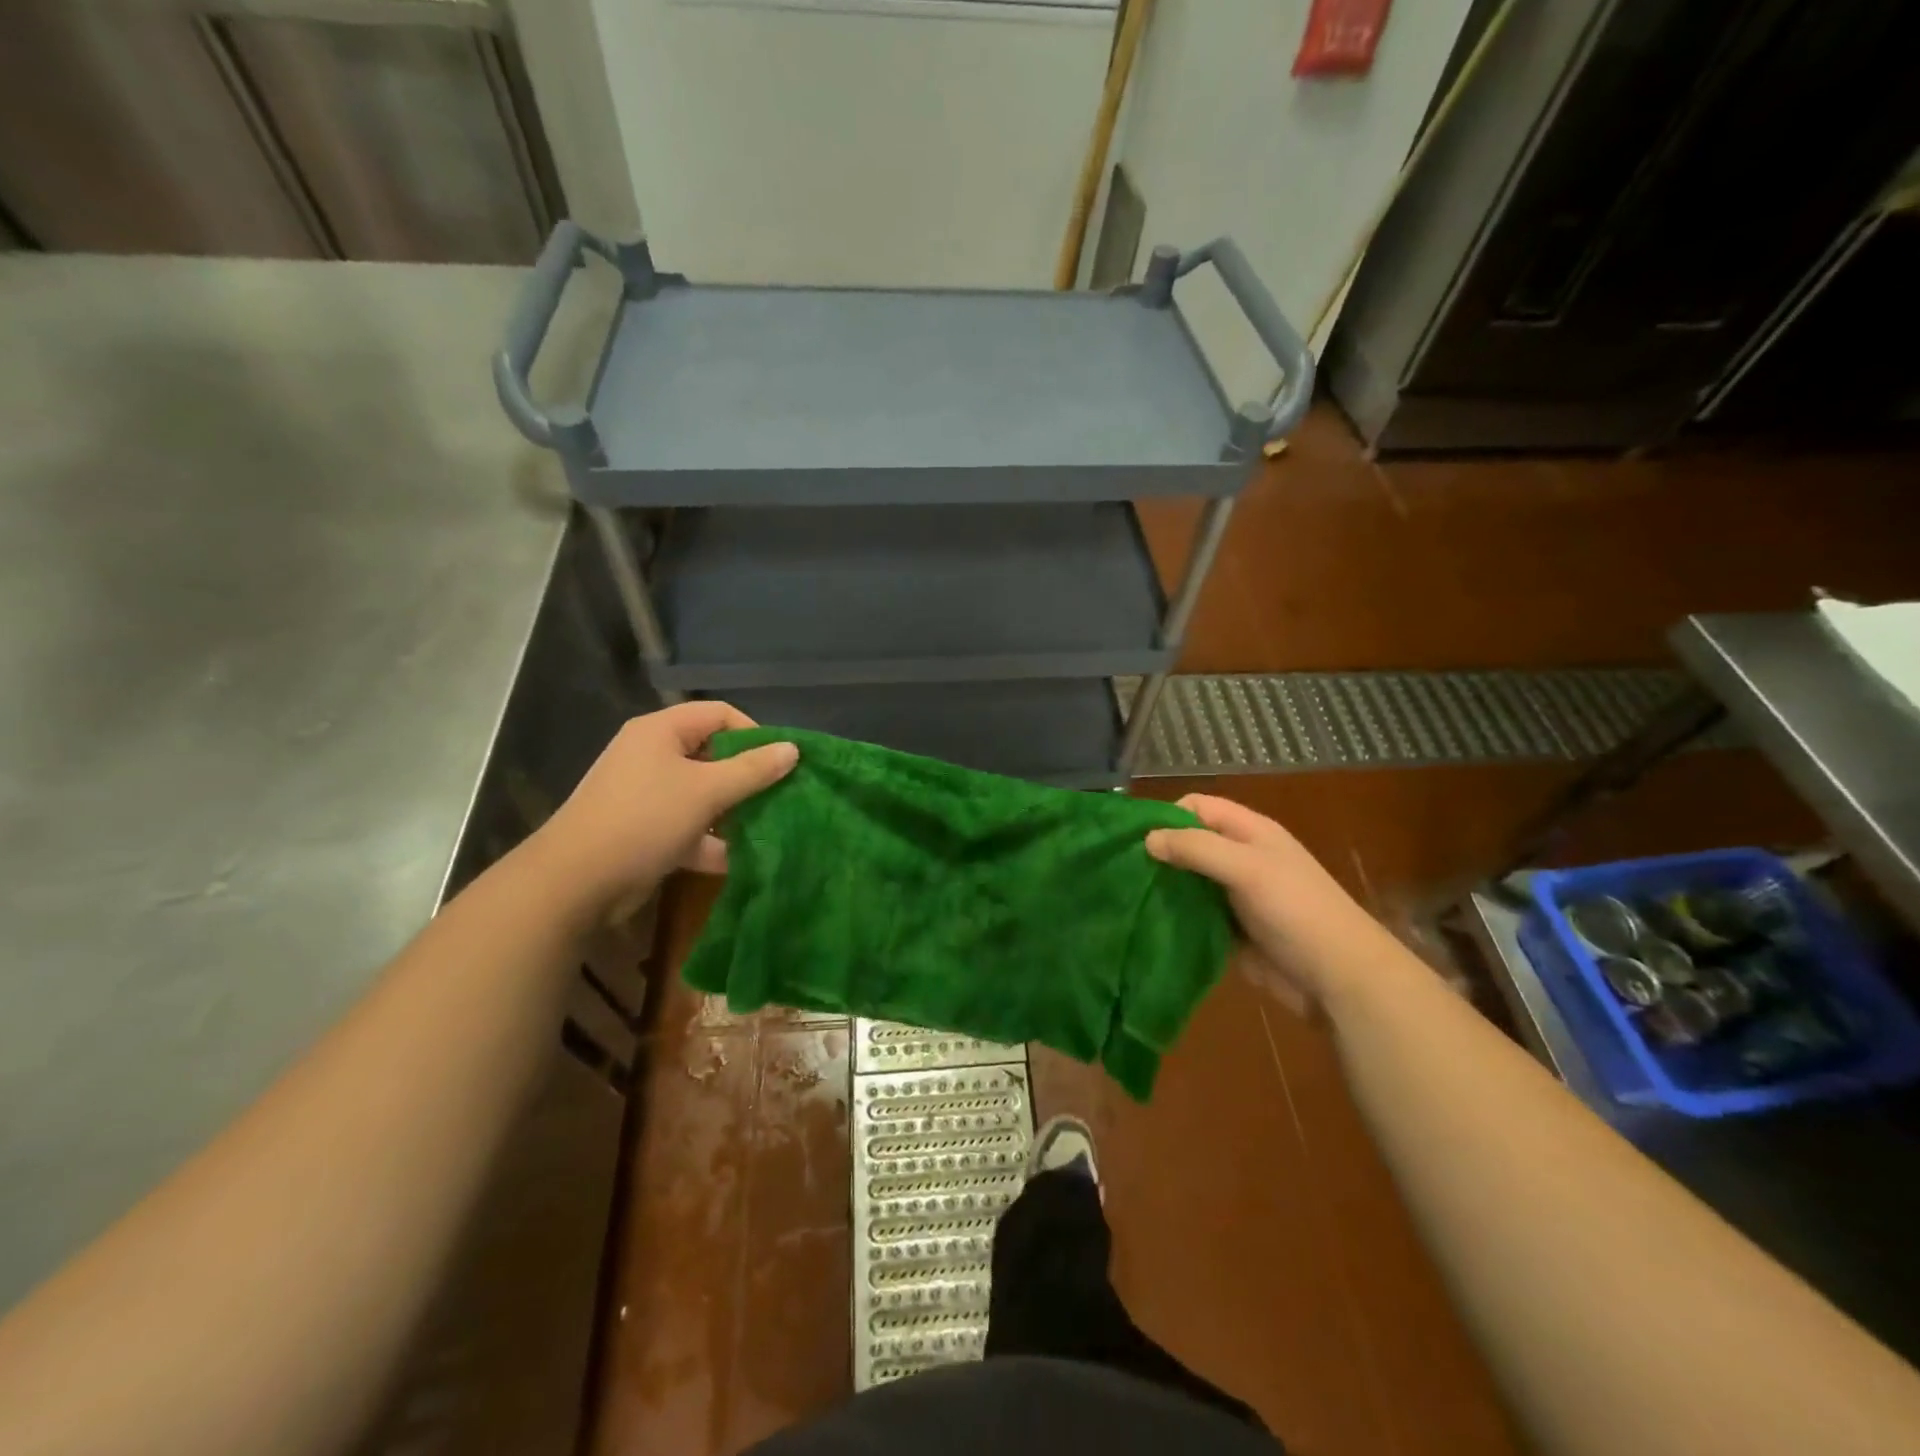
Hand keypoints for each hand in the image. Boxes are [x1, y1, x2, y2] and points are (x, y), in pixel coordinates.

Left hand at [529, 702, 797, 922]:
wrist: (575, 882)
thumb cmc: (645, 820)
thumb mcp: (707, 791)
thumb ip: (753, 770)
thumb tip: (793, 749)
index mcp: (661, 731)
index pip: (719, 714)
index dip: (754, 733)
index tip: (781, 763)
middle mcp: (652, 755)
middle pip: (713, 754)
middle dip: (749, 776)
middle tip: (781, 796)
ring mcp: (647, 795)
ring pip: (704, 794)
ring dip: (734, 811)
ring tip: (769, 829)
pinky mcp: (646, 830)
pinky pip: (689, 826)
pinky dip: (712, 841)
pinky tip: (741, 860)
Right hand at [1146, 794, 1389, 1015]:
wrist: (1338, 978)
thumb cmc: (1296, 911)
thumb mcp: (1247, 869)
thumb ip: (1197, 848)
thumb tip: (1147, 840)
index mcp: (1249, 832)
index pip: (1197, 807)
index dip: (1167, 815)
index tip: (1135, 839)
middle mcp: (1240, 858)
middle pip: (1189, 843)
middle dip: (1159, 853)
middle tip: (1121, 871)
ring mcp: (1235, 896)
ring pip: (1188, 881)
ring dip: (1163, 888)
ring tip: (1124, 899)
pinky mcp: (1230, 930)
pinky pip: (1194, 916)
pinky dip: (1174, 918)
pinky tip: (1146, 925)